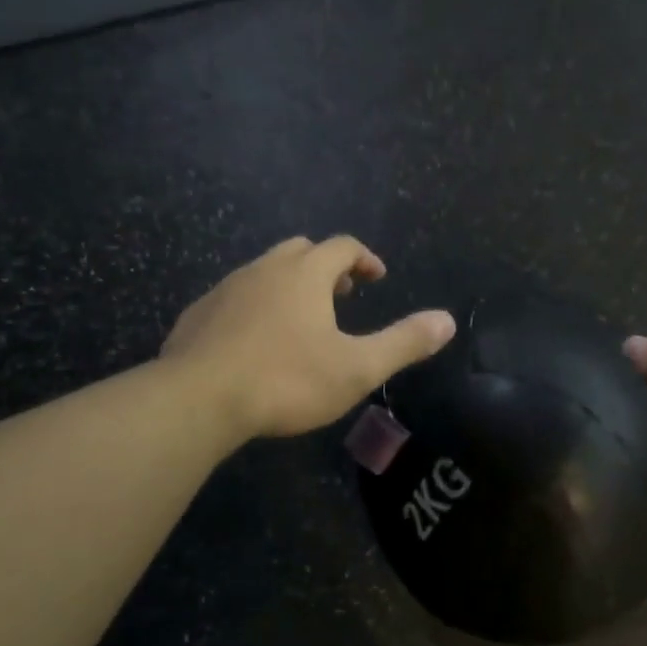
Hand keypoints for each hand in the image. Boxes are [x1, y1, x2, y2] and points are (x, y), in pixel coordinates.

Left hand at [163, 236, 456, 439]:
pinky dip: (255, 306)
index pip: (342, 246)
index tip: (377, 278)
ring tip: (301, 320)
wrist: (198, 399)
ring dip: (289, 285)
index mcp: (305, 274)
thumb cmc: (286, 380)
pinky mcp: (198, 313)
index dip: (364, 258)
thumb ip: (404, 342)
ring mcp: (226, 289)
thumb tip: (448, 321)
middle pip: (301, 250)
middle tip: (342, 296)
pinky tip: (254, 341)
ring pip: (264, 271)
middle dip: (327, 267)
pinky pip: (234, 297)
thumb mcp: (357, 368)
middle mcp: (264, 269)